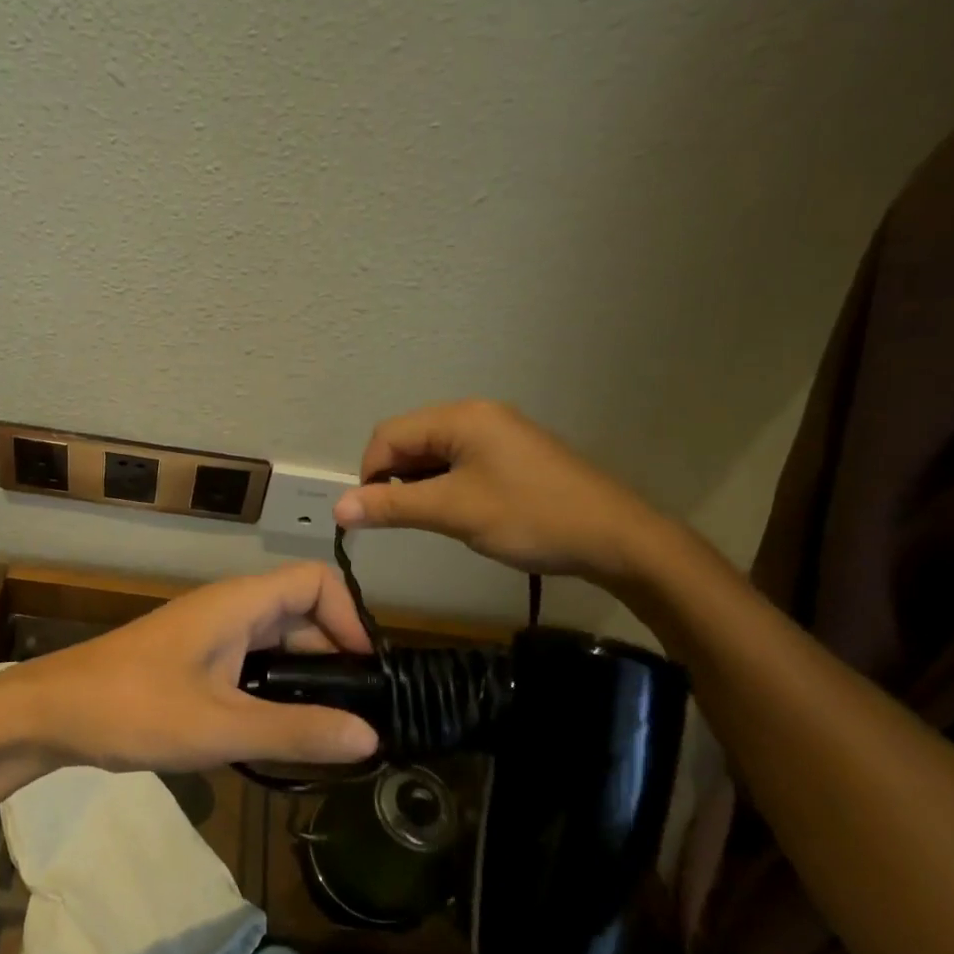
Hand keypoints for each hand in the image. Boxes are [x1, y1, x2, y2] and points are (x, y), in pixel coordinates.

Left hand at [0, 563, 379, 772]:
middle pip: (302, 613)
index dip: (351, 617)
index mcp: (239, 604)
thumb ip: (296, 731)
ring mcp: (209, 634)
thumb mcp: (220, 727)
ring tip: (326, 731)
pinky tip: (277, 732)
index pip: (317, 581)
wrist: (51, 712)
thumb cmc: (134, 709)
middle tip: (355, 716)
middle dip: (334, 656)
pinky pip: (251, 663)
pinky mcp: (193, 660)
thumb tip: (371, 736)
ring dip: (304, 677)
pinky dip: (274, 689)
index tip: (366, 674)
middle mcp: (229, 609)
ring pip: (276, 642)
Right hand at [333, 399, 666, 584]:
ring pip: (434, 453)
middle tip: (401, 519)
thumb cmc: (530, 517)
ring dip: (419, 484)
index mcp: (461, 418)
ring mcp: (497, 434)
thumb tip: (338, 508)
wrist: (615, 537)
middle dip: (393, 479)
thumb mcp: (454, 512)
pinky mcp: (511, 454)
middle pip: (410, 440)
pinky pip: (459, 462)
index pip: (389, 436)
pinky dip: (444, 485)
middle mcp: (476, 415)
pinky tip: (455, 512)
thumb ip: (392, 507)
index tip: (371, 515)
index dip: (369, 474)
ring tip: (430, 519)